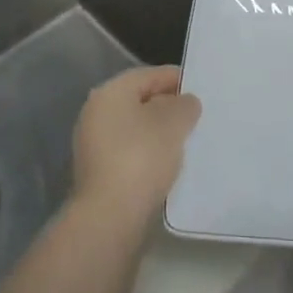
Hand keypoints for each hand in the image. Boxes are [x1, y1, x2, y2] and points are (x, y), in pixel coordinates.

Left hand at [71, 66, 201, 222]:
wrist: (111, 217)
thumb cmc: (142, 157)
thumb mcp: (174, 123)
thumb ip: (184, 105)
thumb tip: (184, 102)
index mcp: (110, 93)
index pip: (147, 75)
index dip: (174, 78)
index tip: (199, 88)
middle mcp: (96, 113)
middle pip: (139, 101)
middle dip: (167, 106)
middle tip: (196, 115)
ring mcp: (93, 145)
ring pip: (135, 129)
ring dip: (159, 132)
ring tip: (187, 140)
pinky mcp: (98, 174)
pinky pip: (130, 152)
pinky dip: (149, 153)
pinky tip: (169, 163)